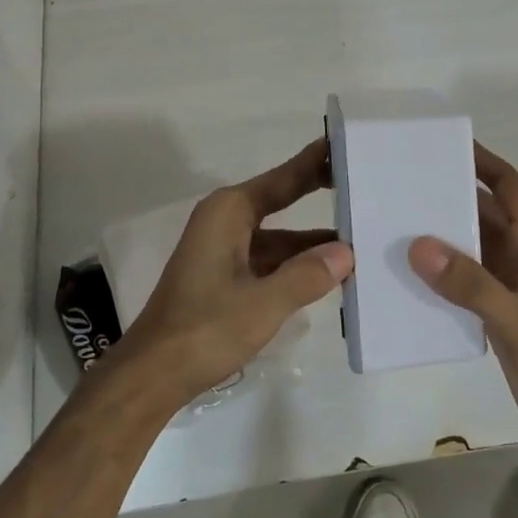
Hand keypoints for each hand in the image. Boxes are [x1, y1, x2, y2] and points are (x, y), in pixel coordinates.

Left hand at [116, 139, 353, 407]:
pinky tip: (329, 273)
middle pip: (280, 200)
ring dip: (312, 241)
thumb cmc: (204, 329)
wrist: (153, 374)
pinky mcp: (225, 276)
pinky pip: (269, 259)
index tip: (344, 143)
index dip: (314, 162)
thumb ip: (307, 275)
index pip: (282, 179)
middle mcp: (225, 222)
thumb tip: (347, 252)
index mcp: (229, 213)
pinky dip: (297, 264)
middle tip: (363, 182)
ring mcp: (223, 249)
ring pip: (278, 236)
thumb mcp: (263, 303)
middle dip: (318, 193)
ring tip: (360, 236)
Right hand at [408, 144, 517, 495]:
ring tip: (389, 224)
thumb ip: (471, 283)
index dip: (480, 159)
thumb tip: (417, 244)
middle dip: (446, 196)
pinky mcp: (499, 318)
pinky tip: (404, 279)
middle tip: (396, 183)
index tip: (439, 142)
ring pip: (469, 249)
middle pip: (482, 212)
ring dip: (438, 237)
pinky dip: (438, 276)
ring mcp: (511, 289)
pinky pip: (463, 284)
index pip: (507, 185)